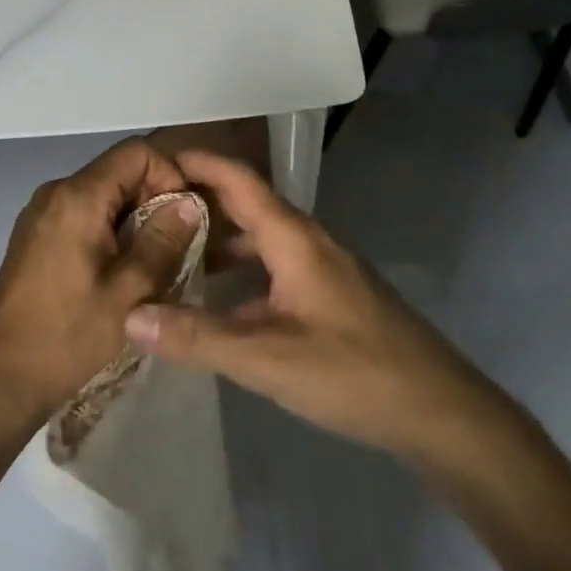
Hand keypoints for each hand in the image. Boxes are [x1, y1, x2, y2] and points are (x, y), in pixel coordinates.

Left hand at [0, 138, 203, 428]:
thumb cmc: (67, 336)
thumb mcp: (129, 292)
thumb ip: (163, 240)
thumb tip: (189, 202)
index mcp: (77, 197)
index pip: (135, 153)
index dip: (169, 174)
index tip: (185, 216)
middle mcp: (55, 192)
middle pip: (118, 171)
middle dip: (154, 199)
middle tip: (178, 244)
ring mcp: (41, 213)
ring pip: (103, 195)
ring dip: (134, 218)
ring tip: (154, 261)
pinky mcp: (35, 236)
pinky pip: (83, 214)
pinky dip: (110, 230)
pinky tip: (121, 270)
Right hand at [124, 150, 502, 462]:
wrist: (440, 410)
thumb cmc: (354, 372)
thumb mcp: (267, 358)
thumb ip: (198, 337)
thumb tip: (130, 317)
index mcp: (293, 237)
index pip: (238, 179)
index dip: (197, 162)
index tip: (152, 159)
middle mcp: (308, 241)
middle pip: (246, 204)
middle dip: (199, 200)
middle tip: (147, 210)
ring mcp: (322, 268)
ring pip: (260, 239)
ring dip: (219, 239)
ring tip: (172, 253)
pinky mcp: (331, 296)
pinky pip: (274, 267)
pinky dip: (241, 272)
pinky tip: (219, 303)